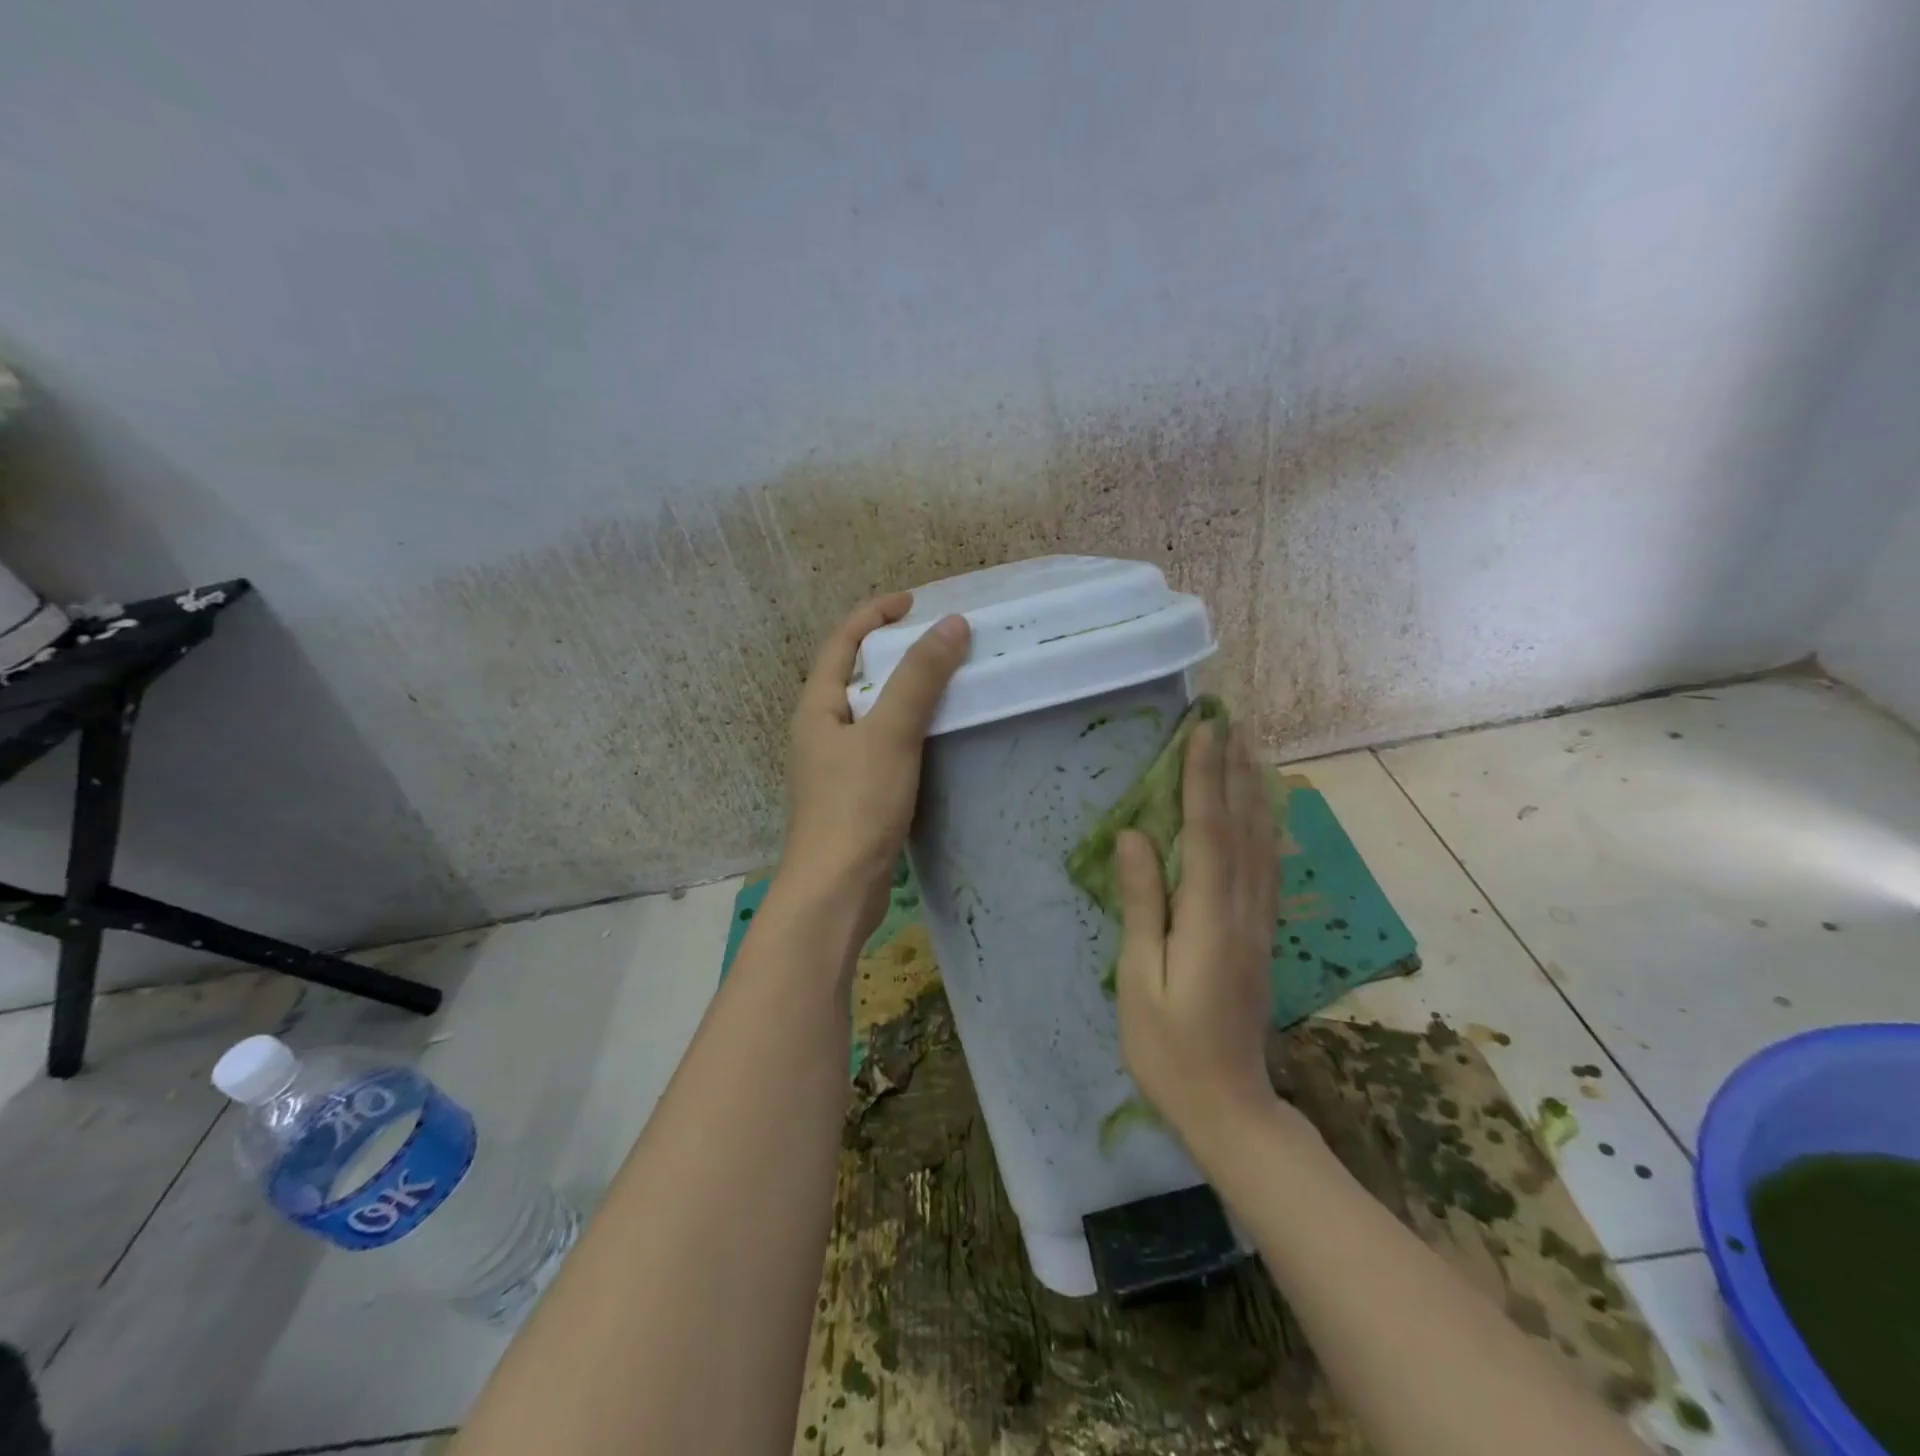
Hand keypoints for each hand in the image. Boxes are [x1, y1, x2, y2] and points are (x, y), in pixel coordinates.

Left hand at [778, 593, 969, 934]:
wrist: (836, 889)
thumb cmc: (856, 805)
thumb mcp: (890, 733)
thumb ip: (919, 678)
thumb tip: (951, 624)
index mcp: (818, 706)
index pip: (842, 642)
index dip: (874, 614)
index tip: (915, 602)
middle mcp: (820, 728)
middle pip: (853, 672)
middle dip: (890, 648)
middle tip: (934, 639)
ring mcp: (835, 763)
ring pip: (870, 710)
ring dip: (900, 688)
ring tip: (941, 679)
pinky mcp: (854, 792)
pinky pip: (881, 742)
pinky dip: (906, 725)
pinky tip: (933, 734)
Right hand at [1115, 721, 1280, 1144]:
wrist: (1230, 1108)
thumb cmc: (1168, 1049)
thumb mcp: (1139, 979)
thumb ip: (1143, 904)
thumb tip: (1133, 836)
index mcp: (1209, 919)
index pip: (1208, 832)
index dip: (1203, 778)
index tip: (1202, 730)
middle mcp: (1243, 911)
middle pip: (1244, 826)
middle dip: (1235, 770)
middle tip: (1232, 721)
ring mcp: (1259, 924)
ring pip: (1263, 843)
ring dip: (1255, 790)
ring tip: (1251, 749)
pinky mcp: (1262, 936)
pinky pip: (1268, 867)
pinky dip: (1267, 827)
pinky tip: (1266, 811)